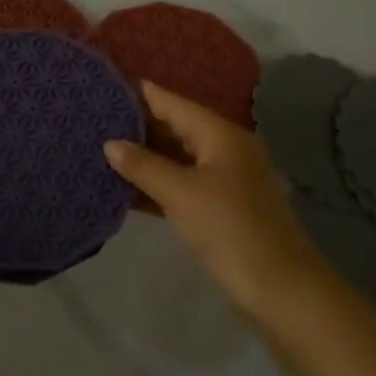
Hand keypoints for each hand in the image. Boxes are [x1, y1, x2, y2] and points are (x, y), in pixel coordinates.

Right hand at [103, 81, 323, 320]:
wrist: (281, 290)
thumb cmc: (230, 229)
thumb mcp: (181, 193)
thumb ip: (143, 166)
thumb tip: (110, 143)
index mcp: (221, 136)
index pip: (174, 103)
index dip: (142, 94)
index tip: (108, 85)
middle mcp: (225, 151)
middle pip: (176, 128)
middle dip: (138, 126)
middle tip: (95, 120)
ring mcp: (225, 181)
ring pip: (177, 159)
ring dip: (145, 157)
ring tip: (101, 149)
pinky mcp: (221, 209)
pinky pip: (182, 185)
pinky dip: (157, 184)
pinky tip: (125, 188)